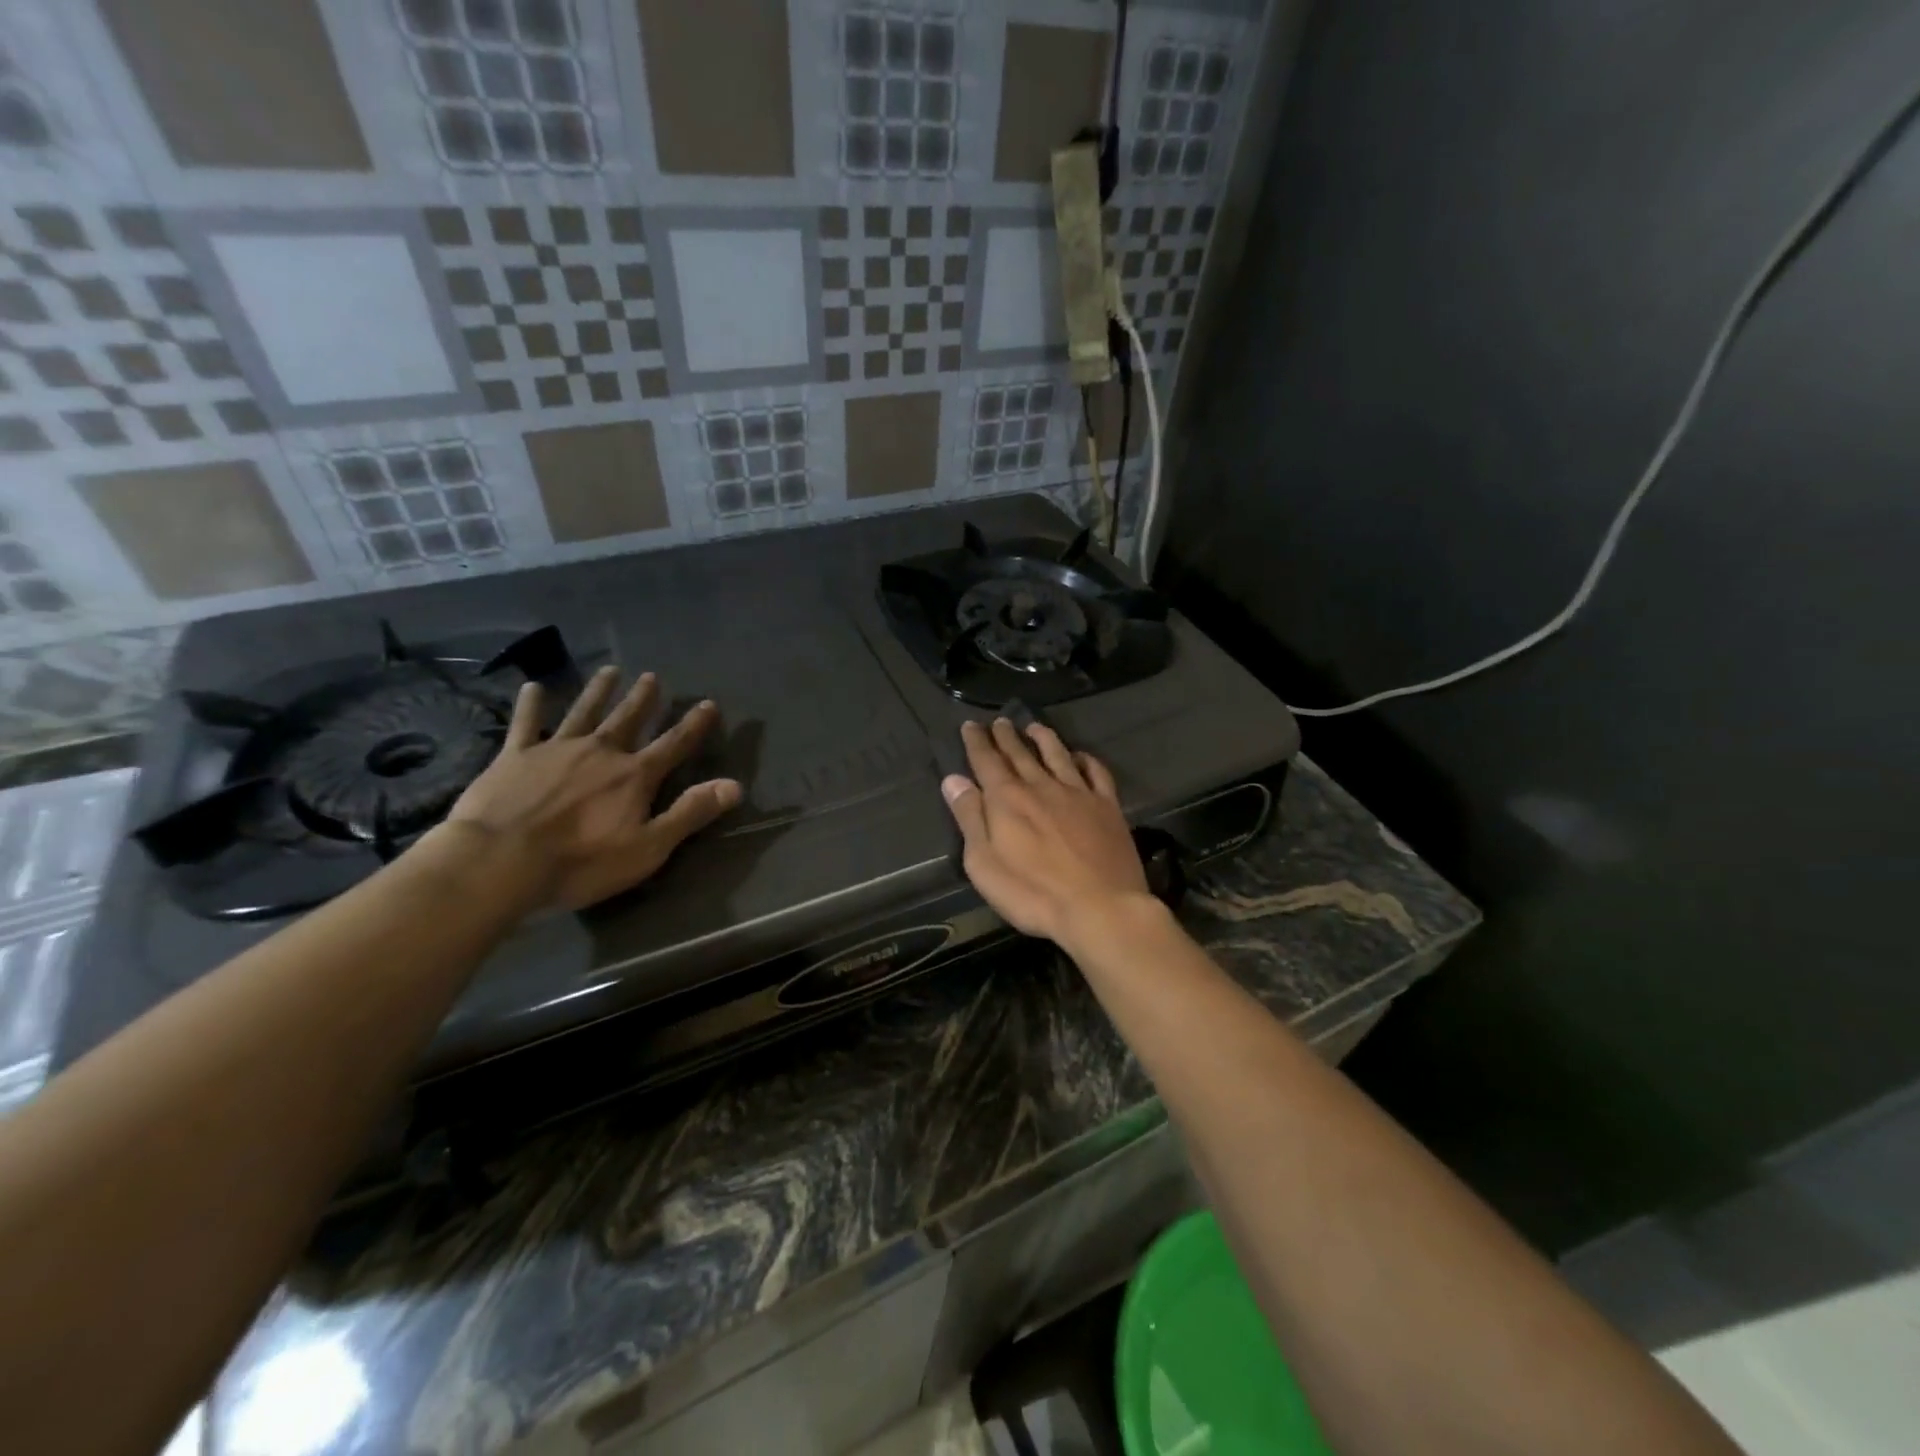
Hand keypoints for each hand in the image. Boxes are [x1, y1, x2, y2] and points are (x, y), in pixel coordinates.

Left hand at [442, 667, 740, 909]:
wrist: (500, 861)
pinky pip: (525, 724)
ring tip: (611, 671)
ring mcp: (555, 750)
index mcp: (634, 776)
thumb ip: (691, 813)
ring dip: (599, 691)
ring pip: (583, 712)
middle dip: (643, 699)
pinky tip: (532, 687)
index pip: (673, 744)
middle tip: (652, 676)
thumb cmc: (581, 862)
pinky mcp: (514, 757)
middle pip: (627, 719)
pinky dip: (530, 705)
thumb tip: (735, 785)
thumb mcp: (649, 847)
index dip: (694, 725)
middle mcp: (600, 752)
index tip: (708, 703)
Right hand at [941, 718, 1152, 947]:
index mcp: (1007, 799)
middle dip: (1006, 736)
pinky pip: (1096, 773)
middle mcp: (1041, 786)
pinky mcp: (1107, 806)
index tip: (970, 725)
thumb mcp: (984, 863)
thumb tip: (953, 780)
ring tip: (1035, 727)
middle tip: (999, 721)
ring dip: (1043, 738)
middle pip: (1020, 754)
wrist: (1100, 907)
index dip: (976, 741)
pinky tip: (1081, 756)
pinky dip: (1086, 759)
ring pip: (1057, 755)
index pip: (987, 761)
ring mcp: (1078, 794)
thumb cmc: (1032, 893)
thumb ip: (969, 818)